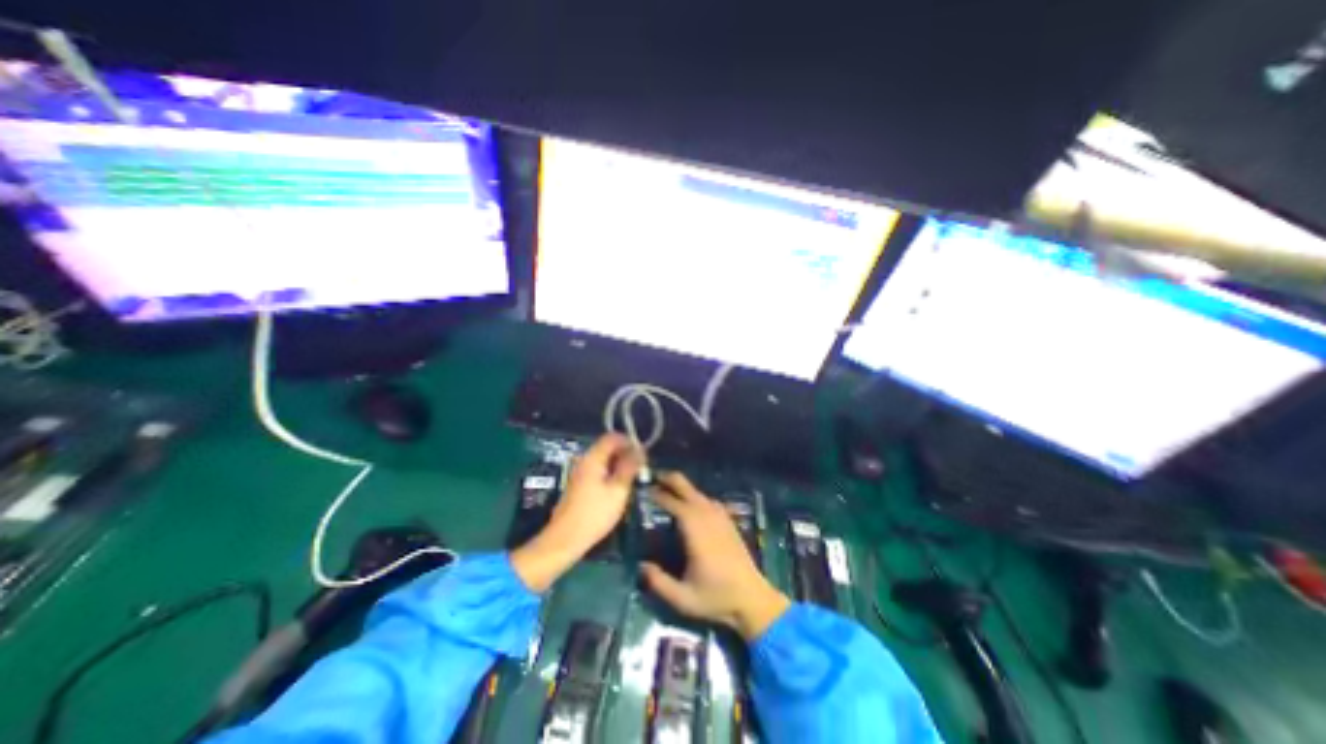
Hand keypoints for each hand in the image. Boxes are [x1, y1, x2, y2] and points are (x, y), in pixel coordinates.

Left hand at [513, 437, 643, 590]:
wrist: (565, 539)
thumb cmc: (595, 514)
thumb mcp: (618, 490)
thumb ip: (629, 467)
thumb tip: (639, 450)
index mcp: (593, 458)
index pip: (612, 437)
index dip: (629, 441)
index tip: (643, 454)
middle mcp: (585, 461)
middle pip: (608, 447)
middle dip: (626, 454)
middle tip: (641, 468)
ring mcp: (580, 473)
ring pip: (604, 460)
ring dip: (620, 465)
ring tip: (634, 479)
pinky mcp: (580, 485)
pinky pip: (599, 470)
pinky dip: (611, 474)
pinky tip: (620, 488)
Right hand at [638, 475, 783, 643]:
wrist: (752, 598)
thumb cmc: (716, 597)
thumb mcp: (683, 598)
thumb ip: (658, 582)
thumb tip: (641, 565)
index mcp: (695, 529)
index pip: (672, 503)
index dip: (657, 495)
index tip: (643, 490)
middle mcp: (707, 516)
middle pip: (687, 488)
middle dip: (669, 479)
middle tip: (653, 476)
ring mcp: (720, 516)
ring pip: (697, 492)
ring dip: (681, 487)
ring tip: (666, 488)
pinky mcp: (727, 520)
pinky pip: (708, 500)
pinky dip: (695, 496)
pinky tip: (690, 503)